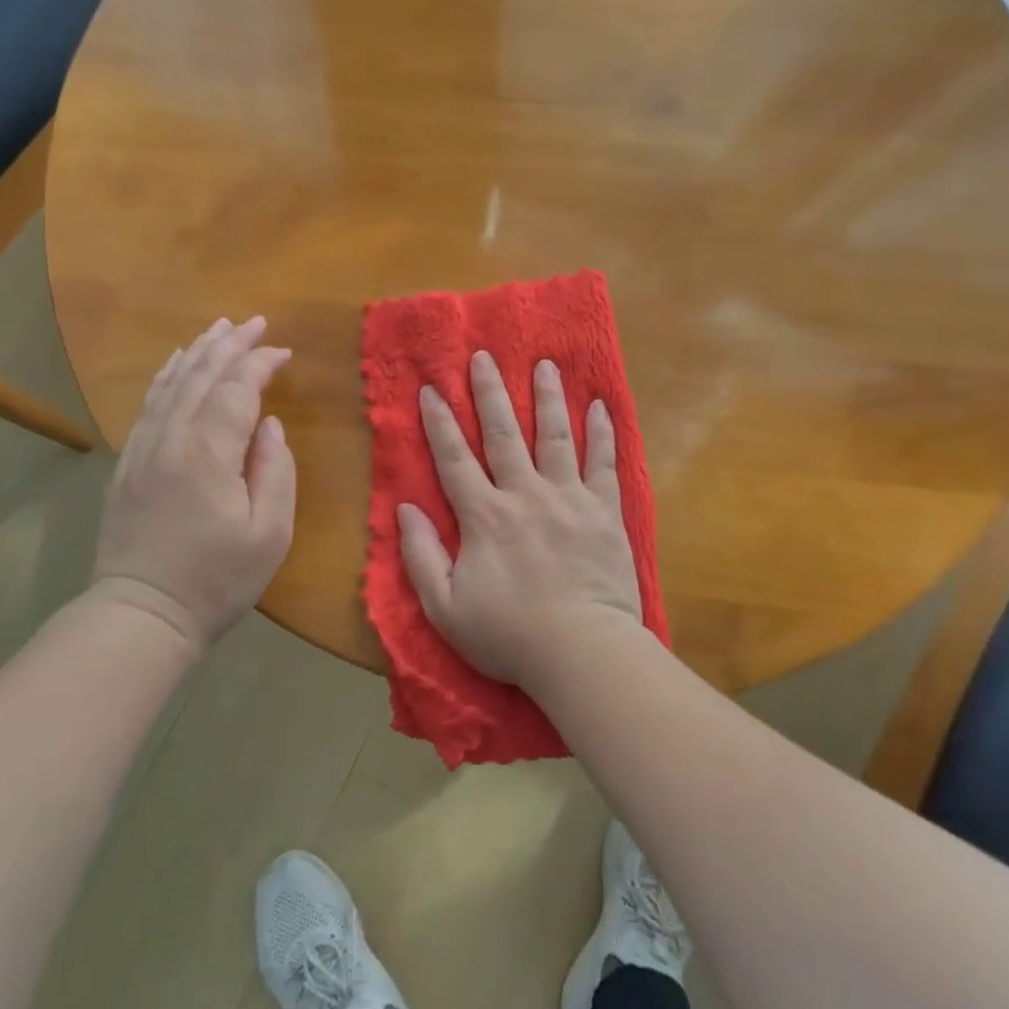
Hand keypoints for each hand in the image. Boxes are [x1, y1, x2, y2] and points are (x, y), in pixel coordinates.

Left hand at [89, 316, 296, 657]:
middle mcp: (172, 438)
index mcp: (209, 452)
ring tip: (218, 329)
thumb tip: (270, 426)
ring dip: (197, 352)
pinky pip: (149, 405)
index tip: (283, 352)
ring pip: (171, 384)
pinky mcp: (128, 463)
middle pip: (201, 375)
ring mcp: (144, 449)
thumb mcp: (269, 534)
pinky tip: (175, 365)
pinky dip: (166, 377)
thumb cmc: (216, 579)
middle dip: (229, 344)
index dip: (259, 363)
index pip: (237, 389)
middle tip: (253, 322)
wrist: (142, 613)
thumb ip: (275, 472)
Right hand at [397, 351, 642, 687]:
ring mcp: (568, 498)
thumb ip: (421, 555)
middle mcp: (524, 494)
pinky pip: (603, 463)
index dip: (439, 422)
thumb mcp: (445, 607)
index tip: (431, 388)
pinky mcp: (604, 511)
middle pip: (503, 434)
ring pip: (555, 436)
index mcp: (484, 516)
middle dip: (490, 392)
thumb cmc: (509, 635)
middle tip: (483, 356)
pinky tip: (599, 407)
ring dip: (547, 397)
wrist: (582, 652)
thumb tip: (404, 508)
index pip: (454, 459)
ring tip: (544, 364)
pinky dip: (601, 433)